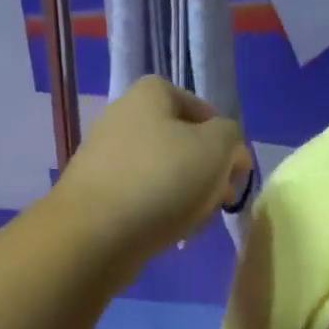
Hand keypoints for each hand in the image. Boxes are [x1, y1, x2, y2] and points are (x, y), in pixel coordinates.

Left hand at [55, 76, 250, 268]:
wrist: (93, 234)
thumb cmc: (161, 180)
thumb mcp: (216, 148)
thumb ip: (231, 138)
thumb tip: (227, 151)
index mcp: (150, 94)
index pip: (201, 109)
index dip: (224, 140)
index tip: (235, 171)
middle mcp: (123, 117)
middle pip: (182, 143)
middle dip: (206, 172)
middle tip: (219, 200)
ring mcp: (105, 156)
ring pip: (163, 173)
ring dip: (186, 196)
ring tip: (196, 223)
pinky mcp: (96, 193)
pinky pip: (140, 197)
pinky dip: (159, 212)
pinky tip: (169, 234)